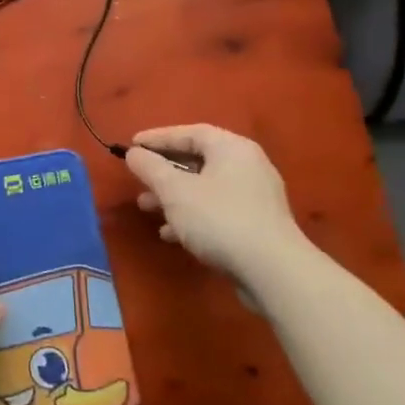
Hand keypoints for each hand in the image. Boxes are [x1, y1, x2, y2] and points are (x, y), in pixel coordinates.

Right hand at [125, 124, 313, 302]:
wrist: (272, 271)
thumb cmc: (219, 219)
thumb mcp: (175, 190)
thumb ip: (150, 168)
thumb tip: (134, 153)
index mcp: (232, 148)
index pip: (190, 132)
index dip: (158, 138)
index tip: (131, 146)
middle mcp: (247, 166)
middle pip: (198, 160)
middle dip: (163, 171)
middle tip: (138, 179)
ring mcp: (255, 197)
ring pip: (205, 188)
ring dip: (173, 196)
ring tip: (146, 208)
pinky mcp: (256, 225)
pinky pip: (217, 210)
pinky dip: (192, 216)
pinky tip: (171, 234)